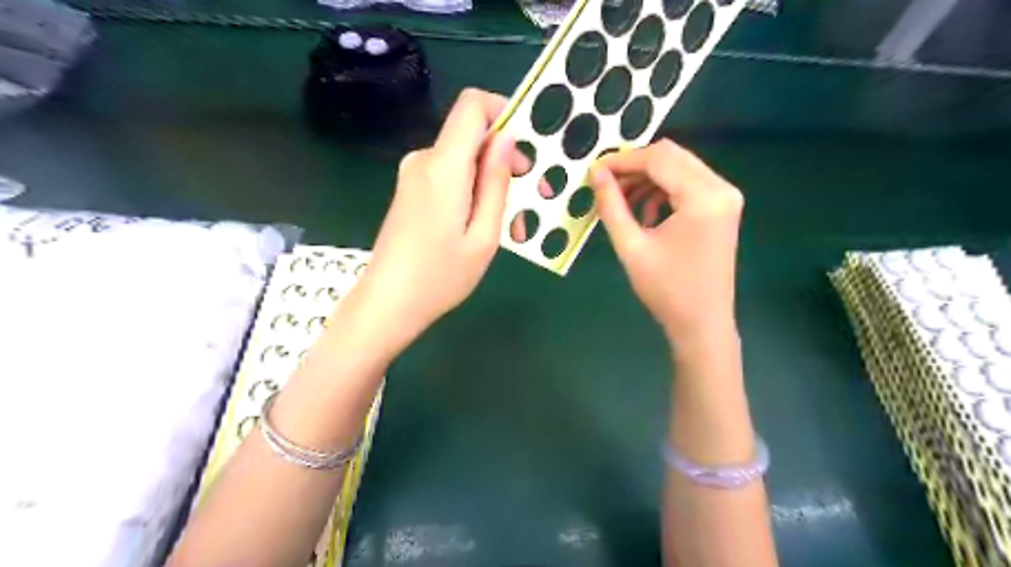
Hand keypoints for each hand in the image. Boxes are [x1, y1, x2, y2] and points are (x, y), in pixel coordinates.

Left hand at [351, 88, 516, 354]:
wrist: (387, 304)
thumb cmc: (441, 277)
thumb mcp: (484, 236)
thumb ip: (496, 182)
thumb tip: (507, 137)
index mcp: (443, 166)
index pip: (472, 105)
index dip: (504, 111)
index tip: (527, 147)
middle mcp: (424, 160)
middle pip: (473, 135)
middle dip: (507, 159)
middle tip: (532, 199)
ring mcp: (414, 175)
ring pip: (465, 160)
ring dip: (493, 183)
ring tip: (513, 226)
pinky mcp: (411, 190)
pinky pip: (450, 176)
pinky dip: (473, 192)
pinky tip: (485, 227)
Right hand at [591, 139, 744, 344]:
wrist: (702, 324)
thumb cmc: (666, 290)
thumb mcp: (631, 247)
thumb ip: (612, 206)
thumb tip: (596, 172)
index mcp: (703, 197)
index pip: (658, 159)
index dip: (623, 160)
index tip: (594, 170)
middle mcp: (721, 188)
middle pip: (671, 156)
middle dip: (634, 166)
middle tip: (605, 183)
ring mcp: (725, 197)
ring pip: (679, 167)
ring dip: (647, 179)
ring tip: (620, 202)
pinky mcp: (722, 208)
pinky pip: (688, 184)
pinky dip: (662, 191)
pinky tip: (644, 214)